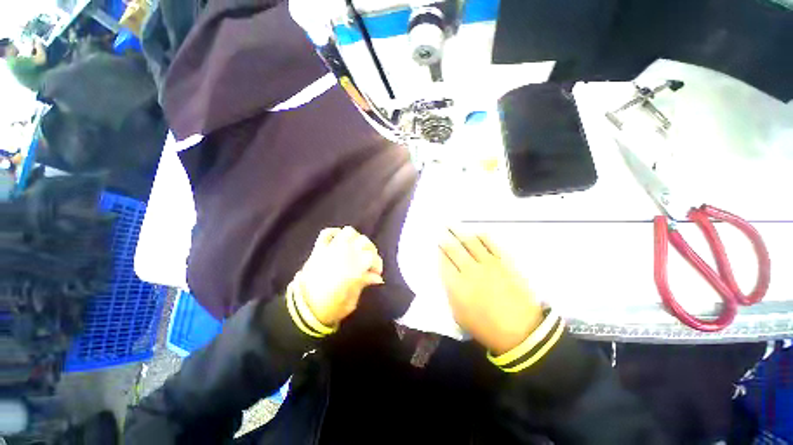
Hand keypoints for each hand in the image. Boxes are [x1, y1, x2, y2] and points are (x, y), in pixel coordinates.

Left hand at [296, 227, 383, 325]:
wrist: (302, 309)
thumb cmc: (330, 308)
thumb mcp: (351, 301)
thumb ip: (364, 283)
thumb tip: (377, 277)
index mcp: (353, 268)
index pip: (372, 257)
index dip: (378, 264)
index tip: (376, 273)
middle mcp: (344, 254)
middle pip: (364, 241)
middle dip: (370, 250)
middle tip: (368, 260)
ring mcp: (330, 249)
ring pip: (348, 232)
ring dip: (355, 238)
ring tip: (355, 248)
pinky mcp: (318, 249)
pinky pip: (326, 233)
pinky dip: (334, 233)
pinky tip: (339, 240)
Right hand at [440, 229, 542, 354]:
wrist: (521, 331)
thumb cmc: (485, 327)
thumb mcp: (458, 315)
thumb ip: (449, 292)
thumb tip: (447, 275)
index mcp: (457, 285)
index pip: (444, 261)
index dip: (438, 250)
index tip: (435, 242)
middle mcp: (470, 270)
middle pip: (454, 248)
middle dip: (445, 236)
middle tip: (440, 227)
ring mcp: (489, 264)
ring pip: (471, 242)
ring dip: (460, 232)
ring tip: (452, 224)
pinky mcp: (505, 262)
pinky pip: (492, 244)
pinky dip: (483, 236)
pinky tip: (476, 232)